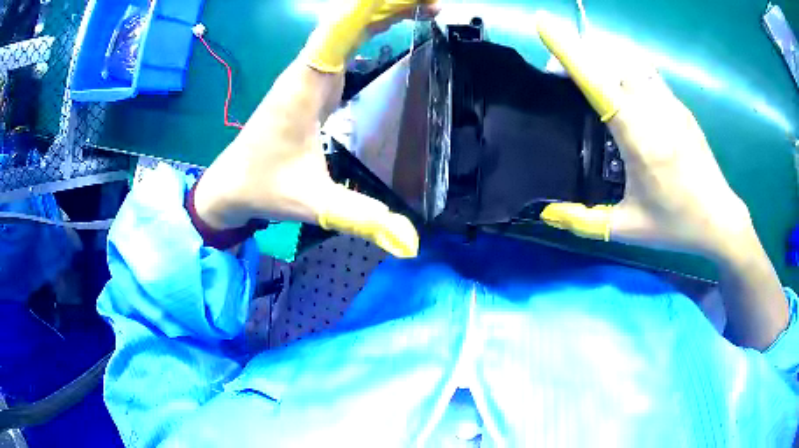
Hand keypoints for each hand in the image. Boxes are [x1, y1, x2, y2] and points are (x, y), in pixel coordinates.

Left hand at [193, 0, 438, 257]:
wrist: (229, 185)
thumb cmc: (264, 187)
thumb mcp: (314, 205)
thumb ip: (362, 219)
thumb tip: (412, 245)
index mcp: (307, 85)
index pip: (341, 28)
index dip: (375, 6)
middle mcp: (309, 69)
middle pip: (350, 18)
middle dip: (392, 4)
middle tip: (440, 4)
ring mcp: (310, 72)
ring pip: (348, 25)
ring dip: (385, 10)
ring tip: (429, 8)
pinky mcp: (313, 81)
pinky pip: (346, 41)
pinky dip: (373, 26)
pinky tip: (396, 25)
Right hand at [536, 15, 751, 261]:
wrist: (720, 219)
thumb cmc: (676, 224)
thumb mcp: (627, 227)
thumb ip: (583, 221)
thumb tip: (546, 213)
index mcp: (640, 139)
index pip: (599, 82)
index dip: (569, 50)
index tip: (543, 22)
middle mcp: (655, 110)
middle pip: (610, 56)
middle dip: (578, 52)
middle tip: (558, 74)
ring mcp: (670, 102)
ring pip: (628, 56)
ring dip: (600, 52)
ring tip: (584, 72)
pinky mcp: (678, 103)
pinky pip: (643, 69)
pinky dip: (620, 62)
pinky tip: (615, 81)